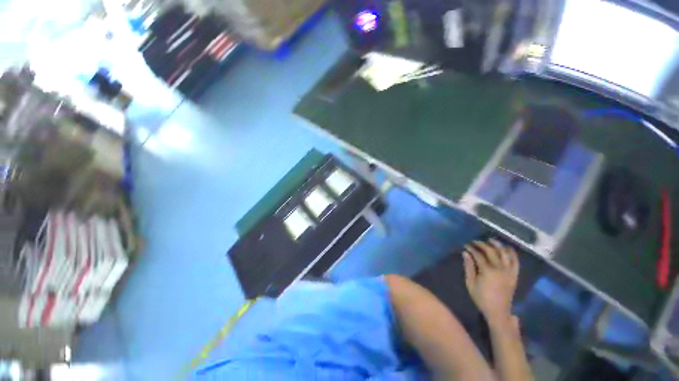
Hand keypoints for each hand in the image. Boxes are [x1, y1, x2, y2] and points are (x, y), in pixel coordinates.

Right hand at [463, 240, 518, 325]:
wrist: (498, 312)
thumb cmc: (481, 298)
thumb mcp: (470, 283)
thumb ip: (468, 267)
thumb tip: (465, 253)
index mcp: (487, 271)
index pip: (478, 254)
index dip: (471, 248)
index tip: (466, 245)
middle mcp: (500, 269)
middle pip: (491, 251)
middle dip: (482, 244)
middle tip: (475, 242)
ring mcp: (509, 272)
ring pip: (504, 253)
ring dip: (497, 245)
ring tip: (490, 240)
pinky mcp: (514, 275)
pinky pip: (516, 262)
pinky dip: (512, 253)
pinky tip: (507, 248)